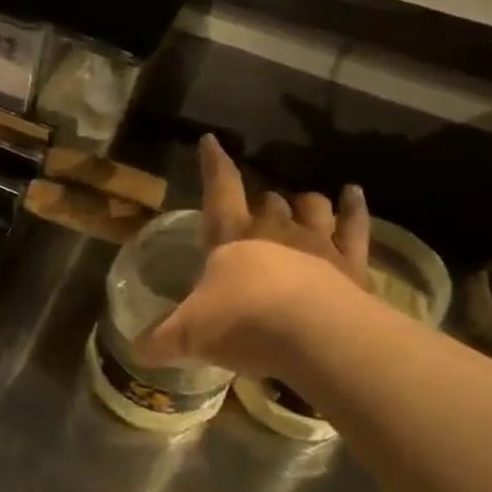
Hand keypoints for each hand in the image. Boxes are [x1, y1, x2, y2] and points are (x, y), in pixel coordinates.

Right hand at [135, 136, 369, 375]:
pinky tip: (353, 194)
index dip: (214, 165)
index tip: (210, 140)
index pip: (220, 191)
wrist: (315, 337)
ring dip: (305, 203)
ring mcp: (317, 244)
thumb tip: (136, 351)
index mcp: (231, 238)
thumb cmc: (243, 323)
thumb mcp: (189, 335)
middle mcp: (274, 231)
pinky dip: (354, 207)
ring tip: (302, 204)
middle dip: (262, 203)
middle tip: (257, 211)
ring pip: (312, 206)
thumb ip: (161, 339)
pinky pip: (355, 225)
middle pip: (269, 201)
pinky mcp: (352, 263)